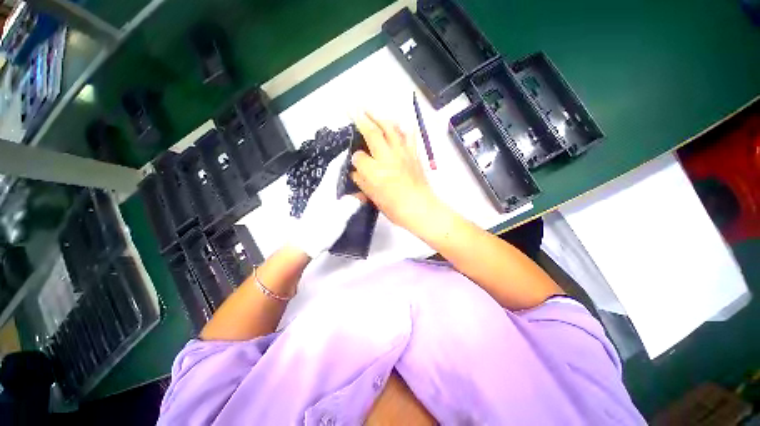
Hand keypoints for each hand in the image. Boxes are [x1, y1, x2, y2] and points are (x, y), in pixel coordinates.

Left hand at [289, 152, 361, 257]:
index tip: (351, 150)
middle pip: (333, 174)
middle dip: (345, 166)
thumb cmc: (322, 228)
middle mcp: (322, 191)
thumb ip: (353, 202)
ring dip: (344, 177)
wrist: (305, 244)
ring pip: (334, 183)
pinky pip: (335, 192)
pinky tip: (351, 193)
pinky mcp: (322, 207)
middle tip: (361, 164)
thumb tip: (363, 194)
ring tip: (359, 176)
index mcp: (325, 189)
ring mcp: (321, 199)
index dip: (342, 158)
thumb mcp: (341, 215)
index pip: (333, 168)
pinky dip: (343, 188)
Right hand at [350, 112, 442, 233]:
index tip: (355, 160)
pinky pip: (409, 136)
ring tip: (371, 110)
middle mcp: (387, 158)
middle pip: (373, 133)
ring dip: (379, 117)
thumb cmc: (395, 208)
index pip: (359, 157)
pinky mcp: (414, 154)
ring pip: (391, 129)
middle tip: (354, 108)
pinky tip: (399, 123)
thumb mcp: (373, 198)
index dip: (355, 157)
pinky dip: (403, 127)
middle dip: (361, 119)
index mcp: (375, 172)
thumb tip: (356, 171)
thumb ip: (361, 182)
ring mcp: (402, 154)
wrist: (420, 208)